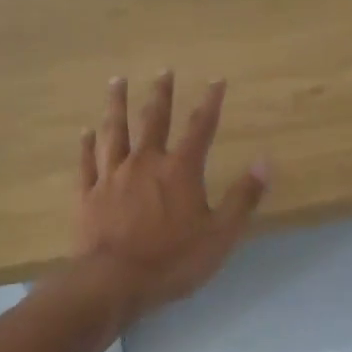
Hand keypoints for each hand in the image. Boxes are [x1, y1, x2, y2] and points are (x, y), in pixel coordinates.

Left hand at [69, 72, 269, 319]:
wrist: (113, 281)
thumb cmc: (173, 260)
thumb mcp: (221, 234)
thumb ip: (243, 197)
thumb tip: (266, 161)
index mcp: (180, 170)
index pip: (200, 127)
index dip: (210, 102)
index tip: (216, 79)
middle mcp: (145, 162)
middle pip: (153, 120)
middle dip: (161, 94)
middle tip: (163, 70)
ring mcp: (112, 176)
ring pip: (115, 131)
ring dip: (117, 105)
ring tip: (117, 81)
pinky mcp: (88, 194)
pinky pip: (88, 162)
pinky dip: (87, 145)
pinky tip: (86, 132)